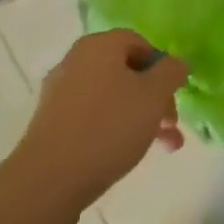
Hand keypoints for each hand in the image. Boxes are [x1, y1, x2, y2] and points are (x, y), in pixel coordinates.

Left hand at [10, 30, 189, 222]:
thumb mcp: (154, 95)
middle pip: (127, 72)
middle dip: (156, 97)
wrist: (48, 180)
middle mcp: (76, 62)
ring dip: (142, 117)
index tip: (174, 92)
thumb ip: (171, 72)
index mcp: (100, 45)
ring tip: (164, 147)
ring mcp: (60, 93)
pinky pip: (93, 117)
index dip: (162, 66)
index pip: (140, 42)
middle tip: (171, 124)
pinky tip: (129, 153)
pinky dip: (115, 129)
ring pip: (113, 98)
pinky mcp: (52, 124)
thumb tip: (175, 64)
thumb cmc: (109, 126)